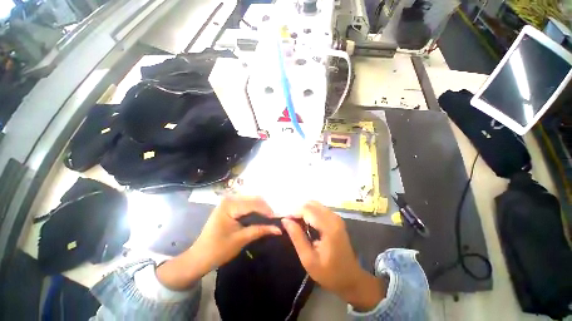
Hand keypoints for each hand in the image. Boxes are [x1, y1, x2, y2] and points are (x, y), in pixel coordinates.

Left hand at [157, 196, 280, 289]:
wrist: (199, 257)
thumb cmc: (218, 250)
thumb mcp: (241, 239)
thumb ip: (260, 230)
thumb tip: (279, 229)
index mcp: (230, 205)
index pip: (254, 204)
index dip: (267, 211)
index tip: (278, 219)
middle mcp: (229, 199)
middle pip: (253, 200)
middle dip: (265, 209)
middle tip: (274, 219)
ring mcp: (228, 201)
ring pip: (251, 200)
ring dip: (261, 208)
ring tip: (269, 219)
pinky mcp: (229, 206)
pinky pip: (246, 204)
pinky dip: (255, 209)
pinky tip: (260, 216)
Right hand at [282, 201, 384, 310]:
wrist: (351, 279)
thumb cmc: (329, 273)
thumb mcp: (308, 259)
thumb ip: (297, 237)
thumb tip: (285, 220)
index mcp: (329, 227)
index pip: (307, 210)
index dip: (293, 213)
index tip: (284, 221)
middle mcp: (334, 218)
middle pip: (311, 204)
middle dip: (298, 211)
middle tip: (290, 223)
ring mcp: (336, 217)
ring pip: (315, 205)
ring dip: (303, 211)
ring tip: (296, 224)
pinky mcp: (336, 219)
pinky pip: (319, 209)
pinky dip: (309, 213)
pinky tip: (305, 224)